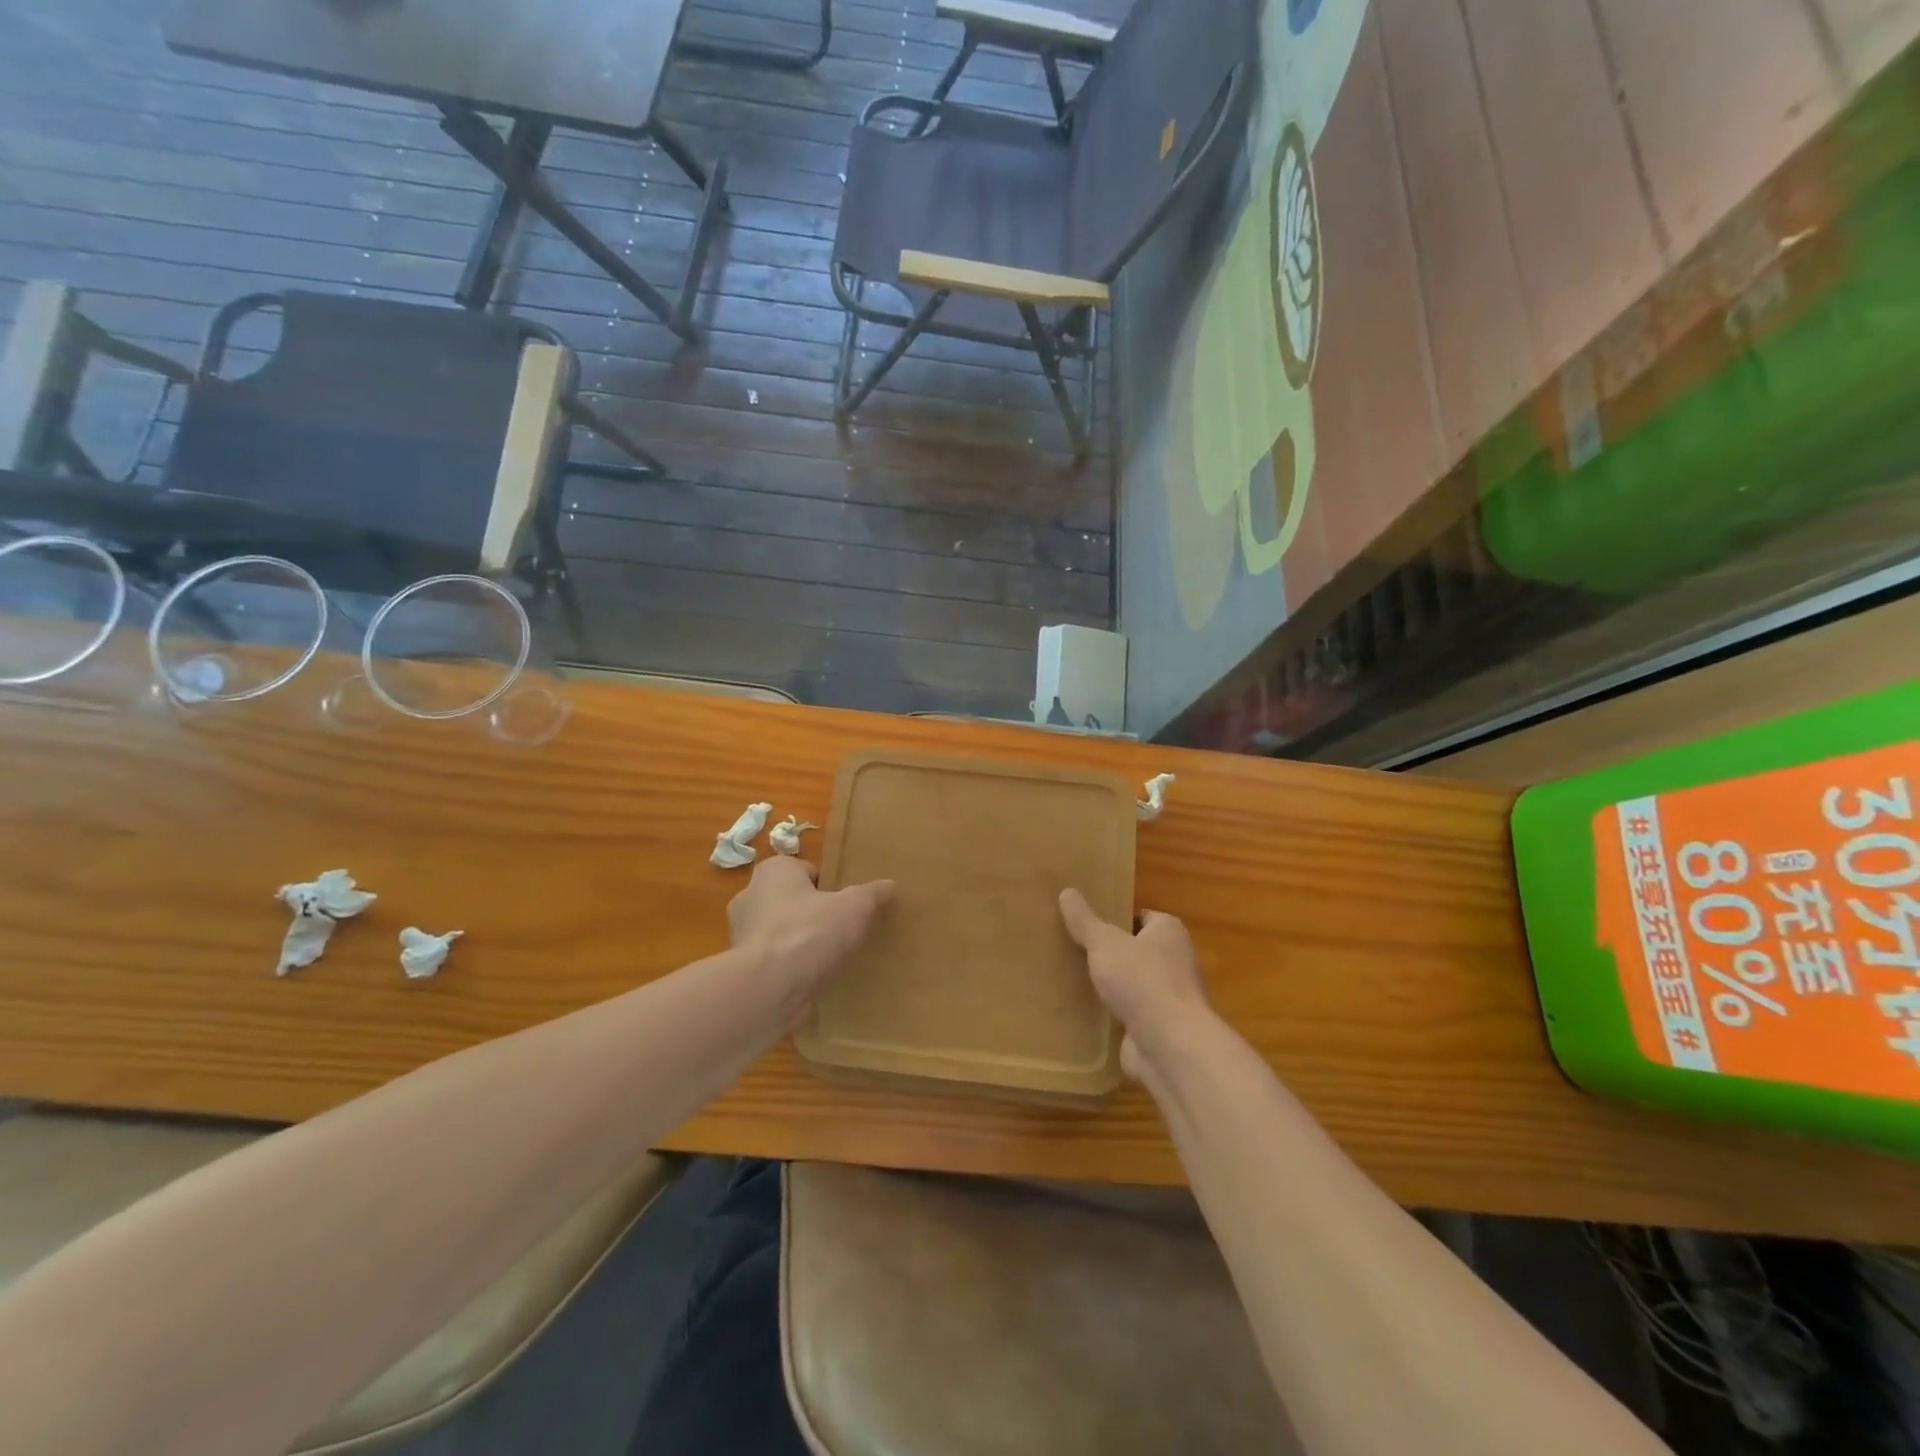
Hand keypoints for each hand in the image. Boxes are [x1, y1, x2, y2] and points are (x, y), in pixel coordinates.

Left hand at [729, 857, 893, 1022]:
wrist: (768, 990)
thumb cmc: (809, 933)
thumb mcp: (854, 907)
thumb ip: (871, 894)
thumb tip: (889, 885)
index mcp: (773, 872)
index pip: (806, 871)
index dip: (829, 886)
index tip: (847, 904)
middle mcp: (750, 897)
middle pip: (792, 901)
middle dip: (813, 914)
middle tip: (841, 930)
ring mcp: (742, 935)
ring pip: (780, 932)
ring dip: (799, 943)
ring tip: (830, 959)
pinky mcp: (741, 969)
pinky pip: (773, 962)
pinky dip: (789, 968)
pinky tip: (812, 980)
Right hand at [1059, 888, 1208, 1078]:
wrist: (1170, 1045)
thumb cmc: (1142, 981)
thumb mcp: (1105, 943)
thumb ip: (1085, 921)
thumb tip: (1066, 891)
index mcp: (1169, 932)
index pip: (1143, 917)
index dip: (1118, 918)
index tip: (1089, 922)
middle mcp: (1175, 962)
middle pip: (1138, 951)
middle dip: (1112, 953)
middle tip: (1075, 949)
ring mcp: (1169, 998)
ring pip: (1134, 984)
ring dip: (1113, 986)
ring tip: (1075, 980)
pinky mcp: (1160, 1029)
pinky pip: (1131, 1014)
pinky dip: (1113, 1015)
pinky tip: (1086, 1013)